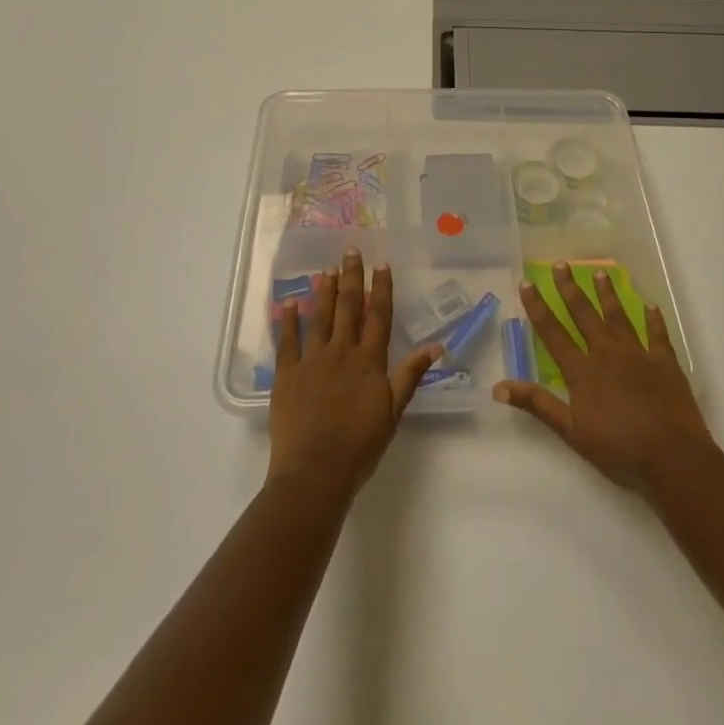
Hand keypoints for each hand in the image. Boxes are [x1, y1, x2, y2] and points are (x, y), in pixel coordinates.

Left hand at [268, 249, 441, 503]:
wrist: (315, 473)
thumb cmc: (359, 446)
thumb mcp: (393, 412)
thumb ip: (410, 375)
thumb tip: (437, 346)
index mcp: (369, 361)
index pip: (378, 316)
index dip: (381, 289)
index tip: (381, 264)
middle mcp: (341, 352)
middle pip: (348, 307)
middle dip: (351, 277)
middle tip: (350, 251)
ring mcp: (311, 360)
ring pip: (319, 316)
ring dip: (324, 291)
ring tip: (326, 269)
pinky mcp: (286, 374)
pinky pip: (287, 340)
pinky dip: (287, 320)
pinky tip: (289, 302)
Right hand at [495, 260, 713, 491]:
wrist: (672, 457)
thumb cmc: (619, 449)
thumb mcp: (571, 432)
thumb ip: (538, 405)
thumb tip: (499, 387)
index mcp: (582, 370)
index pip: (553, 332)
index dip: (538, 307)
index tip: (527, 283)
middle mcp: (607, 352)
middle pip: (584, 314)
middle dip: (570, 288)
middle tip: (561, 264)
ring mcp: (638, 353)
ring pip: (618, 316)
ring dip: (607, 295)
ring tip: (600, 273)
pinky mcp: (664, 361)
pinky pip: (657, 334)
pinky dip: (653, 319)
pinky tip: (651, 306)